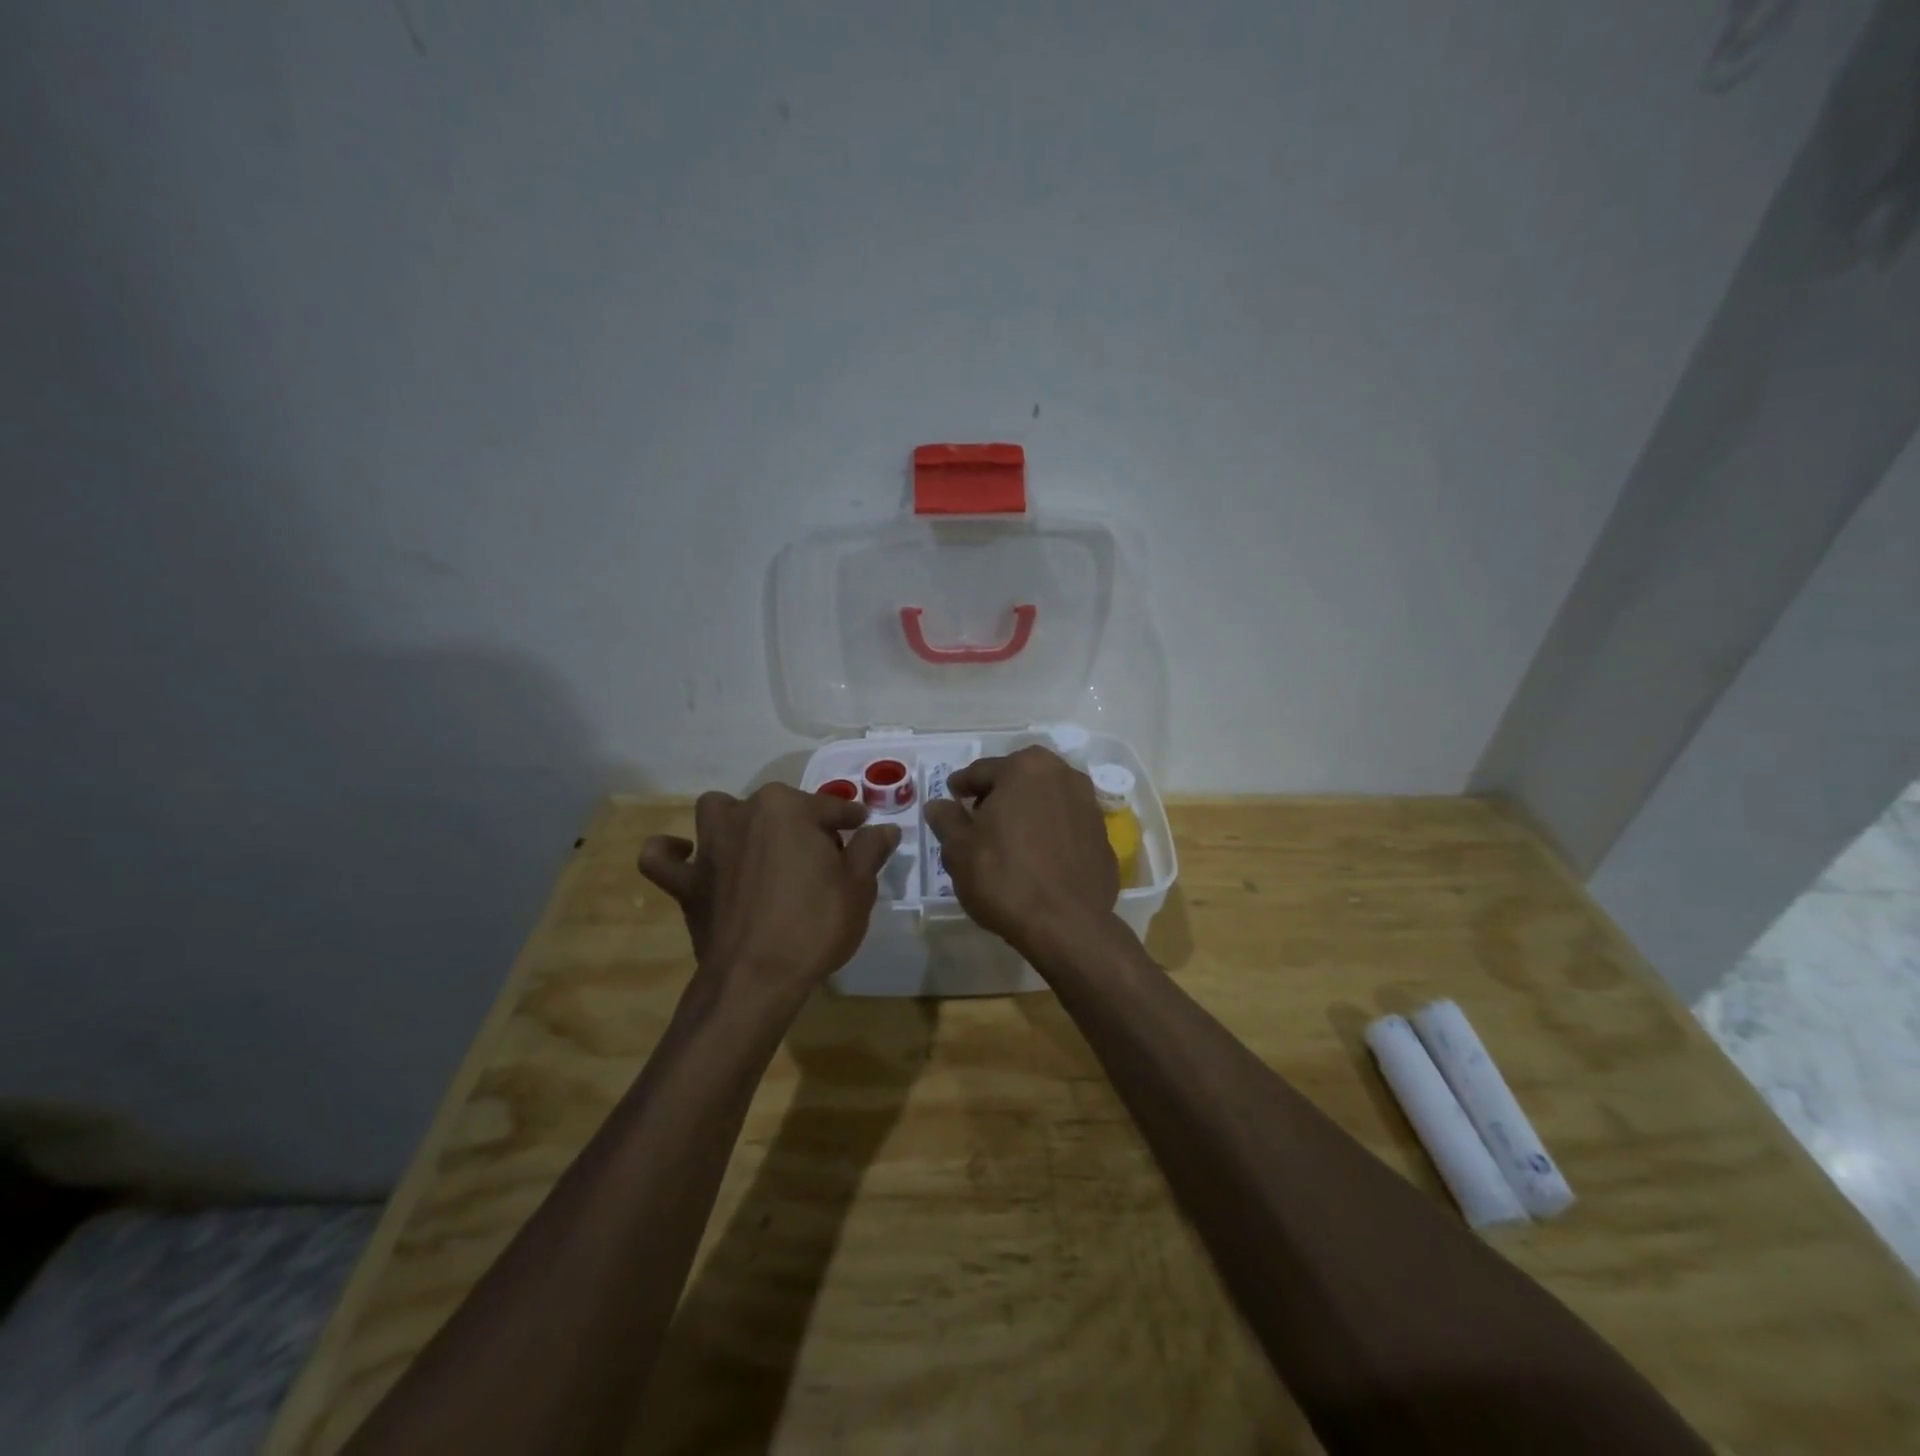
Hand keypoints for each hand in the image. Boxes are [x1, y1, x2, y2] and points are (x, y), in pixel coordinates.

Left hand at [637, 784, 899, 1005]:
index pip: (830, 807)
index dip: (851, 820)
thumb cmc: (815, 925)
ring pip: (719, 813)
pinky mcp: (686, 881)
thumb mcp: (858, 887)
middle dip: (799, 824)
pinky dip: (671, 853)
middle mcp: (745, 814)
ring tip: (756, 845)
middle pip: (778, 807)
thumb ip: (870, 849)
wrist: (757, 978)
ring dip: (735, 821)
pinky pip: (662, 858)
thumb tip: (884, 828)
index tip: (862, 828)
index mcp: (788, 808)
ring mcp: (709, 846)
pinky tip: (686, 855)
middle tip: (820, 858)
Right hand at [923, 746, 1119, 957]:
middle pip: (1019, 780)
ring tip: (1008, 839)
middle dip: (998, 795)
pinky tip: (1037, 858)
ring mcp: (1089, 805)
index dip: (961, 786)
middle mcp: (1063, 775)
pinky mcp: (1104, 836)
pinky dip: (1050, 833)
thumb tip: (938, 804)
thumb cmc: (1004, 877)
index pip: (982, 771)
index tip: (951, 797)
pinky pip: (1066, 826)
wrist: (1066, 925)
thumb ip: (947, 820)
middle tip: (977, 818)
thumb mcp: (959, 849)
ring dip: (1026, 812)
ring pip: (1046, 800)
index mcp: (1025, 768)